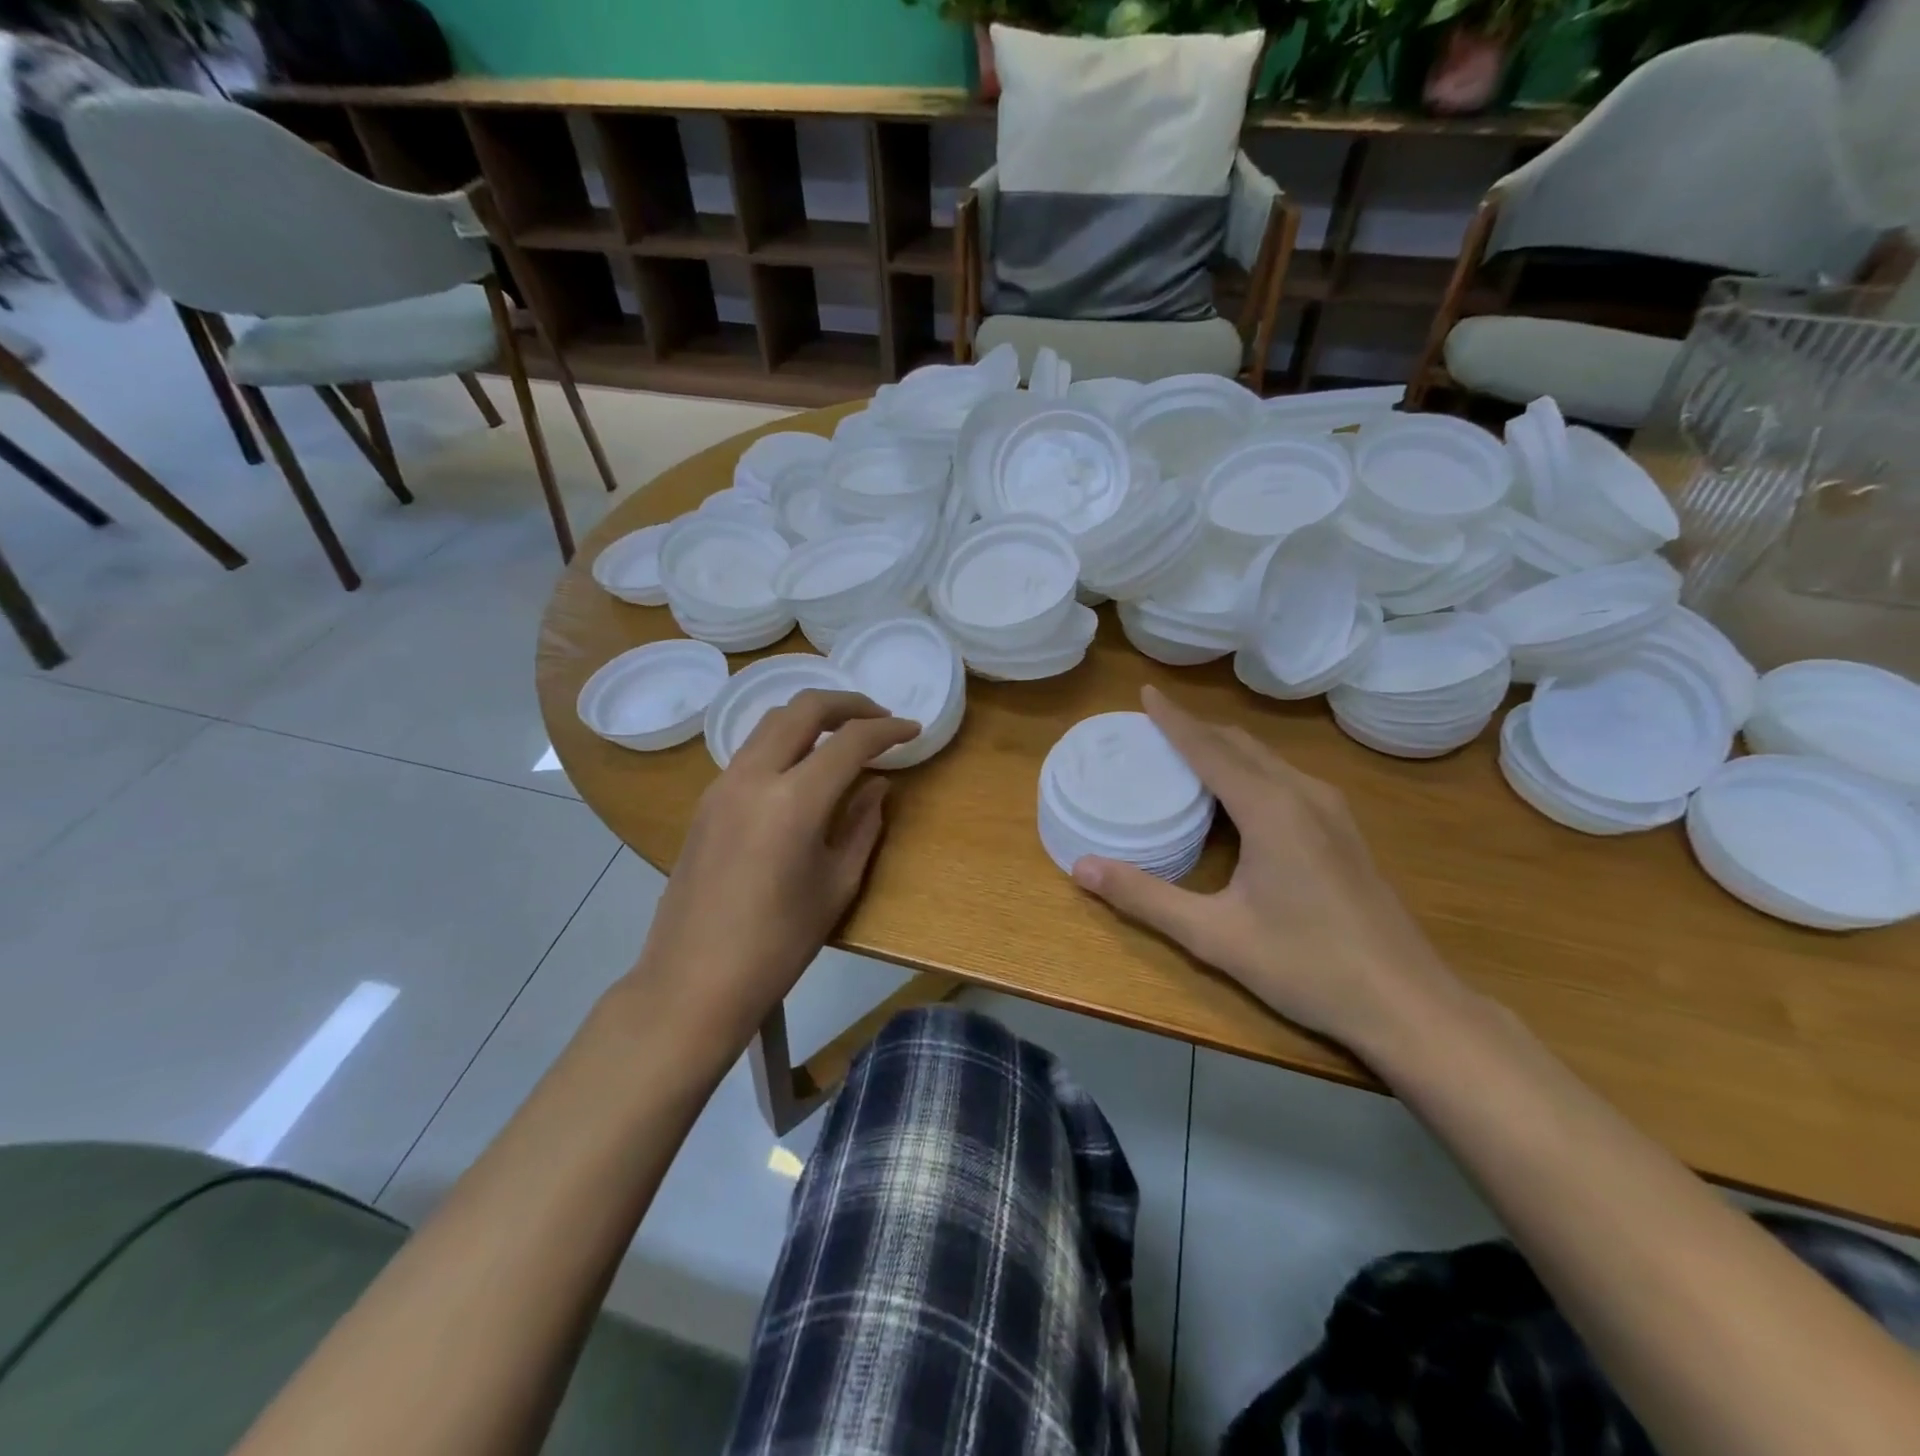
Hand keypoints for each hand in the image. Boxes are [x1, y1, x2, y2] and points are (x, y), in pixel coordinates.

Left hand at [632, 690, 919, 1048]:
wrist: (694, 980)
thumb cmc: (778, 944)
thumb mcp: (836, 885)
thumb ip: (863, 825)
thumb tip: (878, 786)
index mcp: (794, 800)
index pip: (850, 741)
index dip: (888, 729)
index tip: (912, 729)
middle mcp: (753, 776)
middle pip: (803, 708)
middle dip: (848, 704)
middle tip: (879, 718)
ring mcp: (722, 784)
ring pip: (771, 723)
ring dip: (812, 718)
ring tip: (843, 737)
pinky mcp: (706, 801)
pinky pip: (751, 750)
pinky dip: (785, 742)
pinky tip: (803, 769)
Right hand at [1073, 685, 1470, 1058]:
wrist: (1406, 1003)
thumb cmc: (1306, 966)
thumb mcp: (1213, 935)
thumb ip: (1145, 898)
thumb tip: (1081, 867)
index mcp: (1271, 809)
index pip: (1210, 749)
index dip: (1174, 719)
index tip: (1145, 692)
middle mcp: (1303, 795)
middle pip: (1241, 745)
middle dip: (1196, 729)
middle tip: (1154, 724)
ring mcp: (1332, 811)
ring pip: (1268, 759)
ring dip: (1224, 748)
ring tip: (1186, 751)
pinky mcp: (1344, 830)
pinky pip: (1286, 778)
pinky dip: (1250, 770)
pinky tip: (1236, 795)